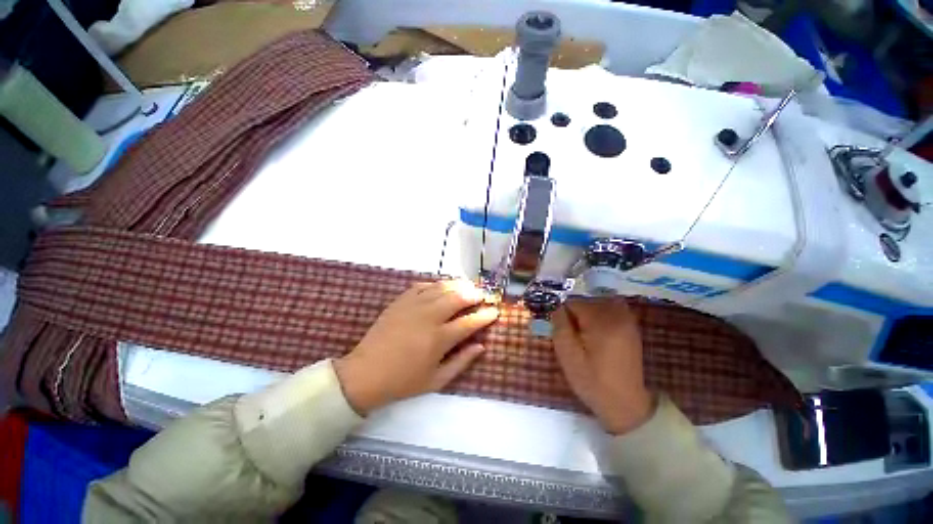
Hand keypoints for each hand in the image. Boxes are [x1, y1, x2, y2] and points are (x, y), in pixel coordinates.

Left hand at [334, 280, 498, 414]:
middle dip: (475, 294)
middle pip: (458, 297)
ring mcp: (413, 305)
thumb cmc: (403, 381)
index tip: (495, 311)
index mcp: (439, 339)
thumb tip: (481, 346)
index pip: (470, 321)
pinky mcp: (401, 300)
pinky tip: (443, 287)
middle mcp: (429, 317)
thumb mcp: (436, 380)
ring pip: (442, 287)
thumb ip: (462, 362)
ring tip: (468, 287)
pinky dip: (437, 284)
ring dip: (459, 285)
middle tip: (482, 296)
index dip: (486, 315)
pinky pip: (423, 285)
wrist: (366, 373)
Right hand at [552, 297, 653, 434]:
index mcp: (601, 322)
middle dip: (575, 312)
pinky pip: (611, 310)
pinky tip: (596, 334)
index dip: (563, 313)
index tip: (560, 329)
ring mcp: (628, 320)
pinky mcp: (632, 327)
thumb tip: (556, 306)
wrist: (626, 405)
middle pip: (587, 300)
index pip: (574, 302)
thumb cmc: (592, 381)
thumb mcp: (567, 355)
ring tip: (582, 332)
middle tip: (571, 334)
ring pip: (598, 302)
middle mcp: (617, 315)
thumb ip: (560, 325)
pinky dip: (599, 315)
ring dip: (587, 312)